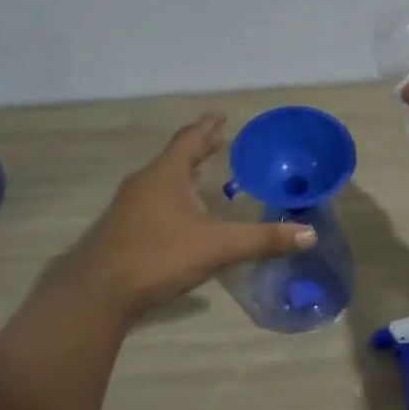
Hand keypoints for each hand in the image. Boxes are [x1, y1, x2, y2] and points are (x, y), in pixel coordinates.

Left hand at [73, 115, 315, 316]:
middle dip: (199, 149)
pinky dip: (173, 195)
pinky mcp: (122, 229)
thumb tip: (308, 234)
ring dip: (184, 173)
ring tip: (204, 174)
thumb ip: (263, 240)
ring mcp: (129, 206)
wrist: (99, 293)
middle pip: (176, 157)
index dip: (208, 126)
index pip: (190, 139)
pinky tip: (183, 215)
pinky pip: (153, 200)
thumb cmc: (159, 256)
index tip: (222, 116)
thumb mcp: (219, 247)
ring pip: (162, 180)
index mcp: (166, 174)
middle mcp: (145, 183)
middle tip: (220, 142)